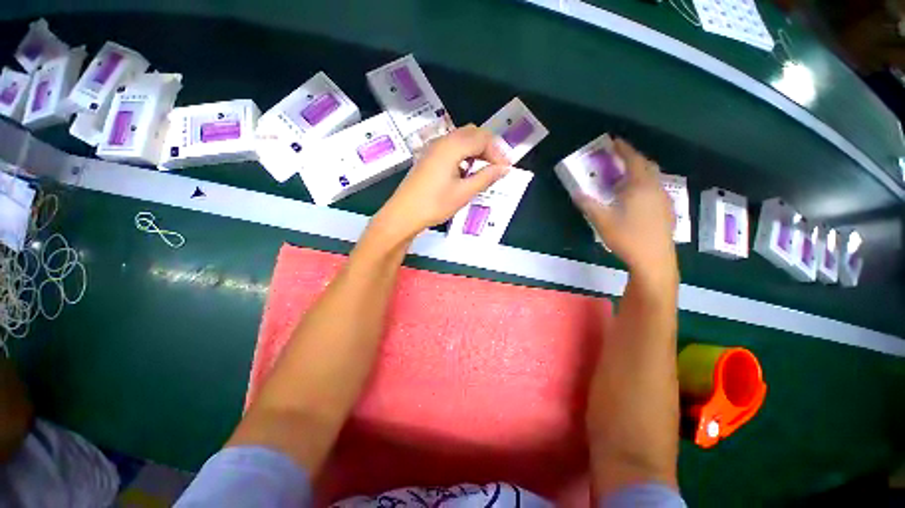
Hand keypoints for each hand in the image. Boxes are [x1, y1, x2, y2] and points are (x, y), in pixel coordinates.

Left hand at [372, 125, 511, 240]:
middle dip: (488, 147)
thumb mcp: (464, 193)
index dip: (498, 151)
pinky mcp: (428, 157)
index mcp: (452, 146)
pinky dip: (464, 154)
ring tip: (484, 170)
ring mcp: (433, 148)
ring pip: (461, 139)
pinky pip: (451, 148)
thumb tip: (504, 168)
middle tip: (497, 167)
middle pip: (472, 133)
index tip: (506, 168)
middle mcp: (442, 141)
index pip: (482, 138)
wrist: (403, 215)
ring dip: (476, 150)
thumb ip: (486, 177)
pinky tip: (465, 171)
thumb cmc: (434, 204)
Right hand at [577, 139, 676, 278]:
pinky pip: (655, 190)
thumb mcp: (602, 221)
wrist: (654, 260)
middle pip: (646, 166)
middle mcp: (656, 188)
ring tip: (623, 180)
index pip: (633, 160)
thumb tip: (576, 193)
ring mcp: (664, 200)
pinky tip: (634, 199)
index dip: (624, 149)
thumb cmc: (627, 237)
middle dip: (633, 159)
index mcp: (641, 186)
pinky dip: (644, 186)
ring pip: (652, 179)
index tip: (614, 141)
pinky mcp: (667, 212)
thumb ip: (588, 204)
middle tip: (618, 160)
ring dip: (638, 174)